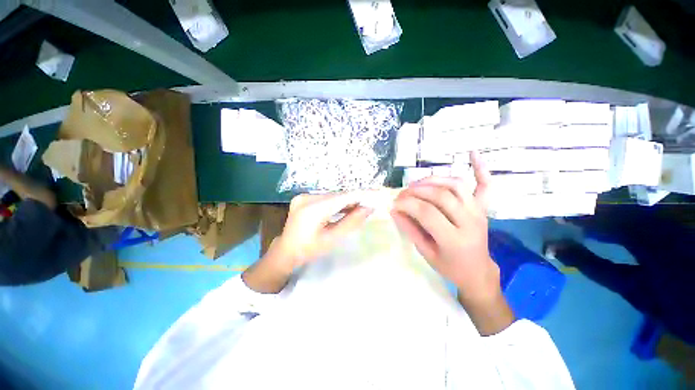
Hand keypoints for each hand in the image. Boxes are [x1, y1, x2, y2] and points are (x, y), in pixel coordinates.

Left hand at [243, 192, 372, 292]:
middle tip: (371, 202)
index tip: (376, 194)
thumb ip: (351, 222)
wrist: (285, 251)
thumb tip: (368, 207)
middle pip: (338, 195)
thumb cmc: (309, 250)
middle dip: (355, 198)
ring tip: (362, 205)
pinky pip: (326, 198)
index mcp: (313, 209)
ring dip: (347, 200)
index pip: (343, 197)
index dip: (361, 194)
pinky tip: (347, 207)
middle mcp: (307, 197)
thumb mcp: (332, 239)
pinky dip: (337, 202)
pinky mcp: (304, 197)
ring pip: (333, 196)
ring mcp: (304, 196)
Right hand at [391, 152, 513, 334]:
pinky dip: (480, 168)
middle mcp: (470, 221)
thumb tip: (394, 210)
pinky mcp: (482, 207)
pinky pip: (485, 184)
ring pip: (456, 185)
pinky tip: (472, 153)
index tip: (394, 203)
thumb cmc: (450, 267)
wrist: (478, 272)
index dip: (407, 204)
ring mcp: (478, 211)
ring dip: (433, 180)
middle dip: (416, 191)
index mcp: (455, 240)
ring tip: (417, 184)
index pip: (427, 213)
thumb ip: (410, 229)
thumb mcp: (425, 253)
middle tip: (402, 194)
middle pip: (441, 195)